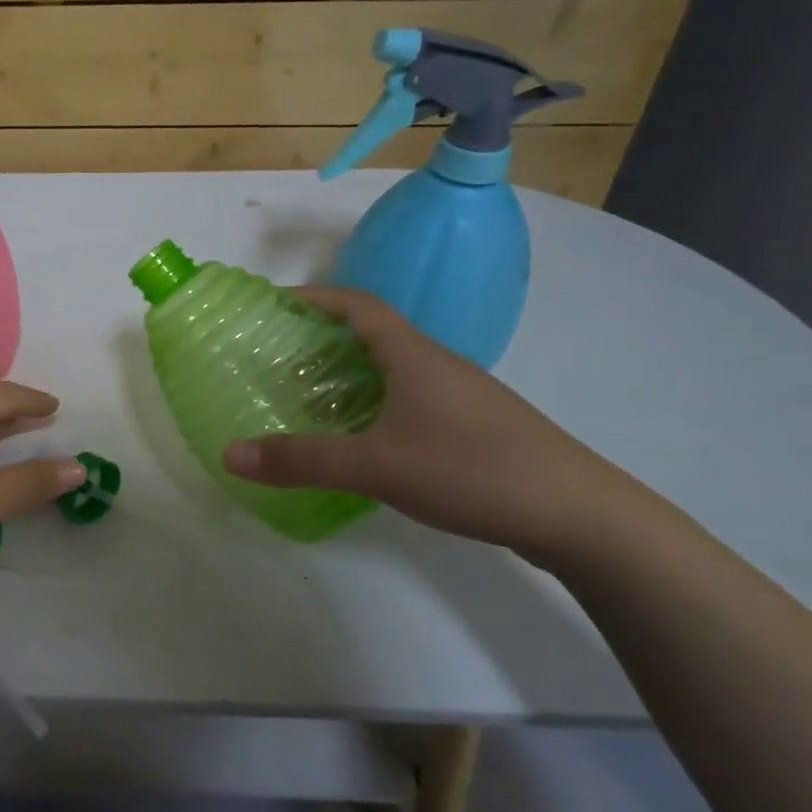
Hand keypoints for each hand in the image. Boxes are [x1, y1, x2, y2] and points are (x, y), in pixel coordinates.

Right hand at [223, 288, 639, 561]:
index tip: (274, 303)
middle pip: (374, 333)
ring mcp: (461, 396)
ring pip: (394, 368)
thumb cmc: (473, 469)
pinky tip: (365, 437)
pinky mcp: (475, 428)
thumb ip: (302, 459)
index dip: (314, 296)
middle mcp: (438, 365)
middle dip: (323, 336)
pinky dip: (376, 402)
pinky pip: (411, 398)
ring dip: (350, 372)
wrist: (582, 515)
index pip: (357, 305)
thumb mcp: (376, 465)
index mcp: (413, 355)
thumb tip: (229, 453)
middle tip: (279, 356)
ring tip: (310, 395)